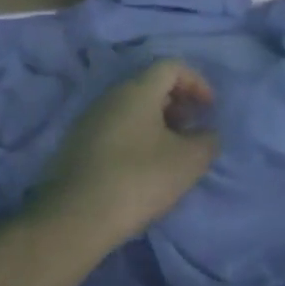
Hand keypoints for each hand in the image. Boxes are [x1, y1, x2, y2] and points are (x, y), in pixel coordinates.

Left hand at [30, 59, 220, 251]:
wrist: (75, 218)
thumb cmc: (139, 180)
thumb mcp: (188, 161)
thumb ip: (207, 141)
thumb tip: (206, 134)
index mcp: (136, 91)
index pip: (171, 66)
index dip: (196, 81)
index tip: (210, 108)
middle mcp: (109, 97)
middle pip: (150, 86)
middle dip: (178, 103)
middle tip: (193, 129)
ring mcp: (89, 121)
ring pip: (131, 109)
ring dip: (157, 123)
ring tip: (172, 152)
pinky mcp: (77, 146)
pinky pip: (115, 129)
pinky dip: (137, 137)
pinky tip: (144, 168)